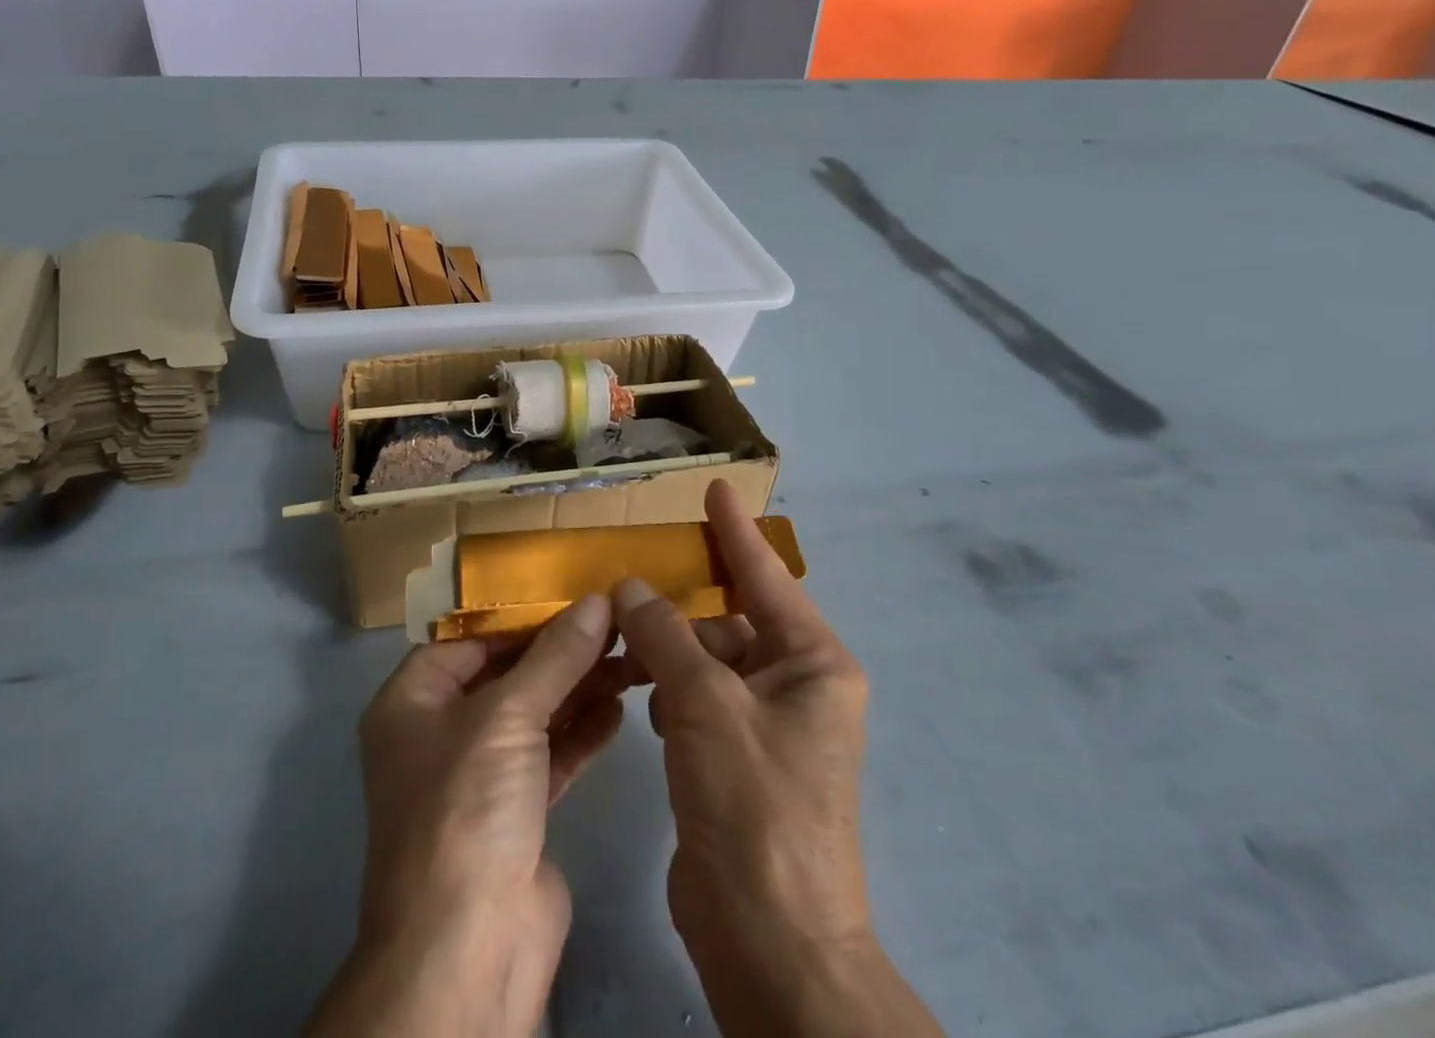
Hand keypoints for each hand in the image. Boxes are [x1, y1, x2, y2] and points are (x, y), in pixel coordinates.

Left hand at [305, 595, 628, 1037]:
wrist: (468, 952)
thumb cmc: (466, 809)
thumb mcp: (507, 717)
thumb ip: (555, 657)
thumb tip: (597, 601)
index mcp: (412, 701)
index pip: (468, 638)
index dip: (519, 614)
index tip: (572, 592)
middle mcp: (441, 732)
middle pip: (506, 673)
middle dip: (558, 650)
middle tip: (612, 623)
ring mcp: (480, 774)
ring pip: (533, 712)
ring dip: (577, 687)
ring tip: (626, 658)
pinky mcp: (517, 811)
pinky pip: (551, 754)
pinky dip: (581, 731)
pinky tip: (618, 708)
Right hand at [614, 480, 944, 1037]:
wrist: (773, 944)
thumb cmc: (755, 807)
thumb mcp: (706, 704)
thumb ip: (665, 635)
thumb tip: (631, 588)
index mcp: (814, 664)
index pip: (767, 577)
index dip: (736, 532)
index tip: (715, 490)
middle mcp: (798, 687)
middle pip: (730, 622)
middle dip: (680, 609)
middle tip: (627, 584)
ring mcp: (768, 726)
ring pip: (707, 661)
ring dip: (666, 653)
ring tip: (621, 648)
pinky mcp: (738, 759)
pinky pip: (698, 699)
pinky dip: (668, 692)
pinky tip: (641, 701)